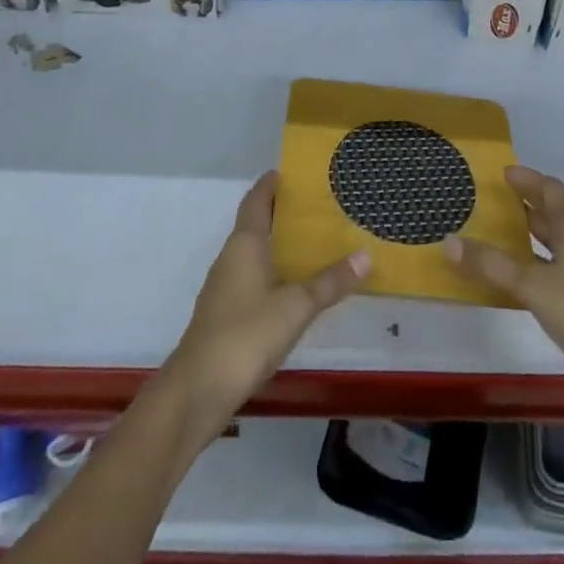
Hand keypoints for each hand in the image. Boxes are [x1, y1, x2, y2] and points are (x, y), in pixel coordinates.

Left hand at [162, 171, 369, 438]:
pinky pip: (252, 279)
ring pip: (253, 254)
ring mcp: (224, 288)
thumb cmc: (246, 335)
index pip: (256, 200)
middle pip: (255, 224)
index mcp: (244, 244)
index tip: (291, 172)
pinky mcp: (224, 315)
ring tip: (312, 244)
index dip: (270, 184)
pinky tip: (292, 288)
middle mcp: (231, 258)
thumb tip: (366, 255)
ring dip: (277, 245)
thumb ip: (330, 282)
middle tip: (315, 207)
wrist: (197, 391)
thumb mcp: (296, 307)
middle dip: (280, 214)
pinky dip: (272, 273)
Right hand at [443, 165, 563, 386]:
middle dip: (528, 205)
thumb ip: (490, 264)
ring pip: (563, 238)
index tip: (503, 173)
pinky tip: (529, 274)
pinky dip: (546, 258)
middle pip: (557, 212)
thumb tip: (449, 241)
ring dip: (537, 233)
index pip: (550, 188)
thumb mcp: (531, 286)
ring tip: (506, 235)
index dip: (527, 179)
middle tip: (497, 202)